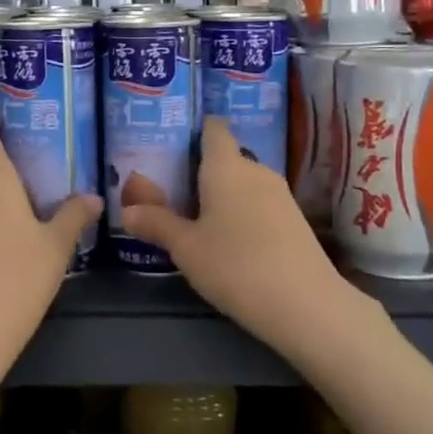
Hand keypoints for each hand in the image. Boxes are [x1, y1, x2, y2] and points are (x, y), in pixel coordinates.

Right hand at [122, 118, 356, 359]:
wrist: (306, 304)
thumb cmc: (235, 265)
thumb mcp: (186, 247)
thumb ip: (157, 223)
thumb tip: (126, 210)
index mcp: (226, 166)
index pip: (214, 129)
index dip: (196, 130)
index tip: (173, 145)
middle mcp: (256, 170)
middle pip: (226, 158)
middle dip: (201, 171)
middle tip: (171, 191)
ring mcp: (280, 195)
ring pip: (244, 183)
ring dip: (222, 195)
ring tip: (195, 218)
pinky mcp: (295, 220)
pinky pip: (259, 204)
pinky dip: (242, 213)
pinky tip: (228, 241)